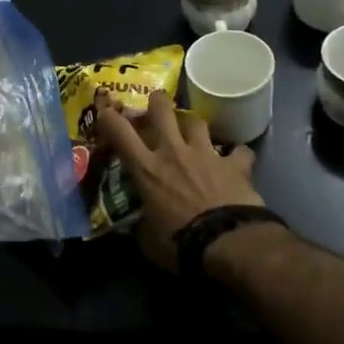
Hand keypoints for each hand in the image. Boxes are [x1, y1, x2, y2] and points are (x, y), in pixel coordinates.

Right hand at [95, 91, 264, 272]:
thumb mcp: (149, 241)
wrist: (228, 242)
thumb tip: (138, 229)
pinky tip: (237, 160)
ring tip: (193, 130)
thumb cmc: (180, 242)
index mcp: (146, 168)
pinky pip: (239, 152)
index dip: (108, 116)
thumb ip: (142, 228)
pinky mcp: (235, 164)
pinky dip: (237, 155)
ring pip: (197, 122)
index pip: (119, 132)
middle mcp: (173, 152)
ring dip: (193, 124)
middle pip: (162, 109)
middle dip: (157, 101)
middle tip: (156, 103)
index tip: (105, 110)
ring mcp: (206, 154)